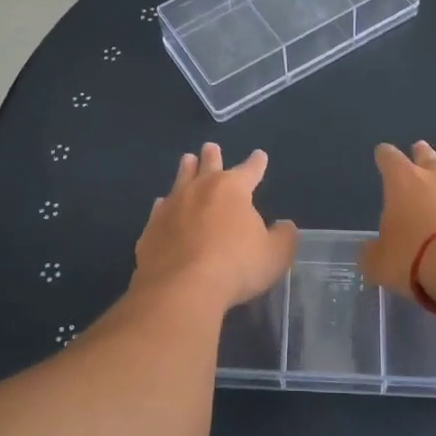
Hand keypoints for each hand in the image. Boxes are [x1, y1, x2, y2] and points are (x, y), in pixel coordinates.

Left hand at [132, 144, 297, 310]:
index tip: (259, 155)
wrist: (181, 288)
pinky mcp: (151, 228)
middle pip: (208, 166)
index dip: (256, 163)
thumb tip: (284, 226)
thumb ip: (283, 237)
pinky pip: (159, 209)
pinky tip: (162, 205)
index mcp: (233, 189)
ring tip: (186, 160)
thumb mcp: (274, 255)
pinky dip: (165, 205)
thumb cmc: (236, 266)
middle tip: (210, 147)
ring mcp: (172, 207)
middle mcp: (200, 189)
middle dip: (212, 156)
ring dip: (185, 169)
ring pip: (180, 180)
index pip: (249, 170)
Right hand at [358, 141, 435, 304]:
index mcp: (403, 181)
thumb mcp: (379, 262)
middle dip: (421, 154)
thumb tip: (370, 251)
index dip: (384, 155)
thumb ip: (372, 253)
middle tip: (419, 148)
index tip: (382, 153)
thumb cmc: (413, 256)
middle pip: (427, 158)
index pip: (389, 158)